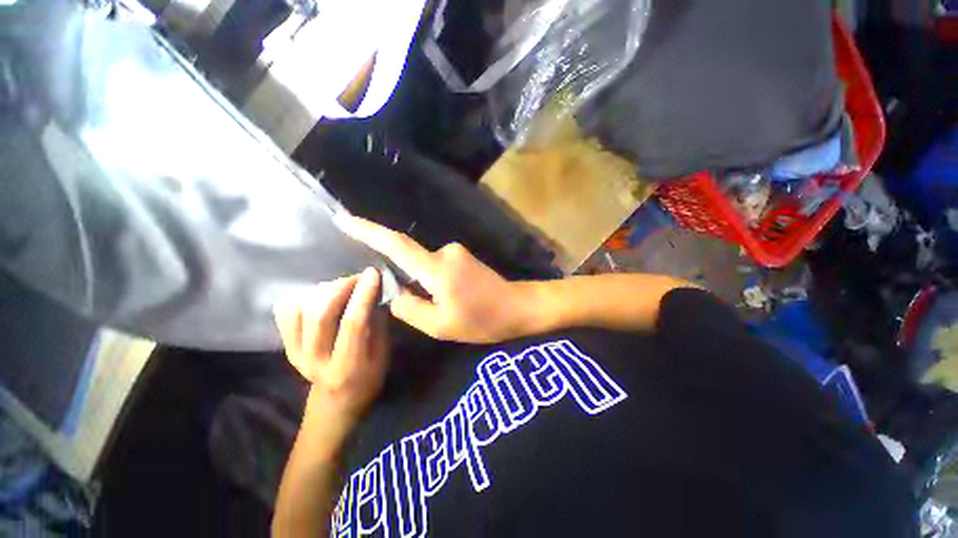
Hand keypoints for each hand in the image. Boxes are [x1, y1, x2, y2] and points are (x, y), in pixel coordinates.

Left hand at [274, 268, 388, 420]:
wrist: (336, 400)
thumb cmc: (368, 377)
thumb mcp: (383, 355)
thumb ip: (378, 325)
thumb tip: (376, 293)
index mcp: (348, 365)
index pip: (353, 324)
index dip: (363, 295)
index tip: (372, 273)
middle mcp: (316, 360)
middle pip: (321, 314)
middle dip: (341, 287)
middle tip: (358, 277)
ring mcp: (295, 353)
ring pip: (301, 309)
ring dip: (324, 290)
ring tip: (342, 287)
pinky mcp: (285, 346)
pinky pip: (285, 312)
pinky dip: (302, 296)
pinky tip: (321, 295)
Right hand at [336, 215, 532, 343]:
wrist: (517, 307)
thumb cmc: (482, 320)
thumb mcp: (440, 326)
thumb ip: (410, 309)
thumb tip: (395, 294)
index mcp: (437, 268)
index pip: (396, 244)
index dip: (368, 231)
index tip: (344, 219)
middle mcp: (445, 252)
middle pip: (410, 260)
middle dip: (404, 278)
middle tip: (418, 304)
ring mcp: (456, 252)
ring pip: (425, 266)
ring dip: (422, 284)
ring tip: (441, 307)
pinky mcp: (462, 257)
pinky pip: (436, 266)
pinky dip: (432, 280)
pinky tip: (447, 299)